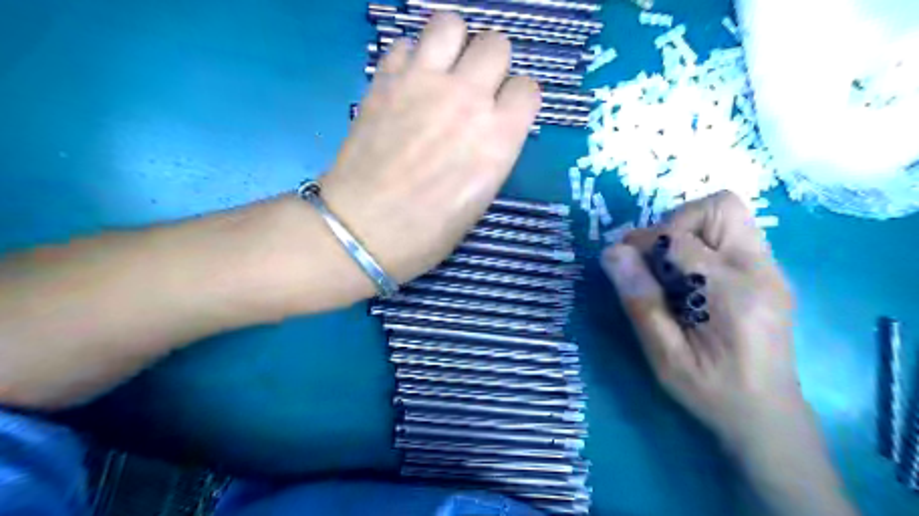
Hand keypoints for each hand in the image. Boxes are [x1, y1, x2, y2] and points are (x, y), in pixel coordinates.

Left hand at [320, 13, 540, 286]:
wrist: (363, 230)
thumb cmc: (427, 233)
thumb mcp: (479, 201)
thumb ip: (491, 155)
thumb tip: (489, 131)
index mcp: (499, 138)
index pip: (528, 88)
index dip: (517, 101)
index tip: (504, 113)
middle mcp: (467, 99)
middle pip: (496, 44)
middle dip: (490, 65)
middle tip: (474, 91)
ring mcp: (423, 83)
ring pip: (451, 24)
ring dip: (454, 44)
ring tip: (444, 71)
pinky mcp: (385, 80)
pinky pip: (405, 43)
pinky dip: (411, 57)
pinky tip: (407, 83)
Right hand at [601, 192, 802, 448]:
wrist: (768, 415)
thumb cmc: (711, 393)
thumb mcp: (664, 357)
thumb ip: (641, 302)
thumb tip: (613, 252)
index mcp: (733, 295)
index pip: (680, 238)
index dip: (642, 242)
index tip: (623, 262)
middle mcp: (761, 271)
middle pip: (720, 207)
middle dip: (674, 222)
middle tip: (655, 259)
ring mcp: (770, 269)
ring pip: (727, 214)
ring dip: (688, 229)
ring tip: (669, 268)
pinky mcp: (768, 272)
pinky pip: (730, 234)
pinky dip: (700, 242)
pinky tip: (689, 278)